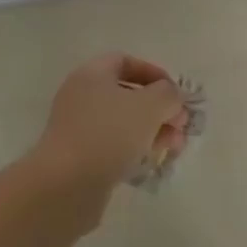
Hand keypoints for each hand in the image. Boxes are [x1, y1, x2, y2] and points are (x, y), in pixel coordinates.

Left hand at [26, 54, 187, 226]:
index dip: (153, 73)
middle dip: (159, 108)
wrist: (66, 185)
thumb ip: (168, 95)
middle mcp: (82, 97)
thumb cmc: (109, 133)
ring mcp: (79, 129)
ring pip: (123, 123)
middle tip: (180, 125)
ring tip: (174, 147)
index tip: (174, 93)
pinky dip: (135, 151)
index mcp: (92, 75)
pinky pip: (114, 147)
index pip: (125, 61)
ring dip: (152, 132)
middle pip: (127, 95)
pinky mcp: (80, 158)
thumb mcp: (150, 106)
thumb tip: (172, 98)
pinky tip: (152, 162)